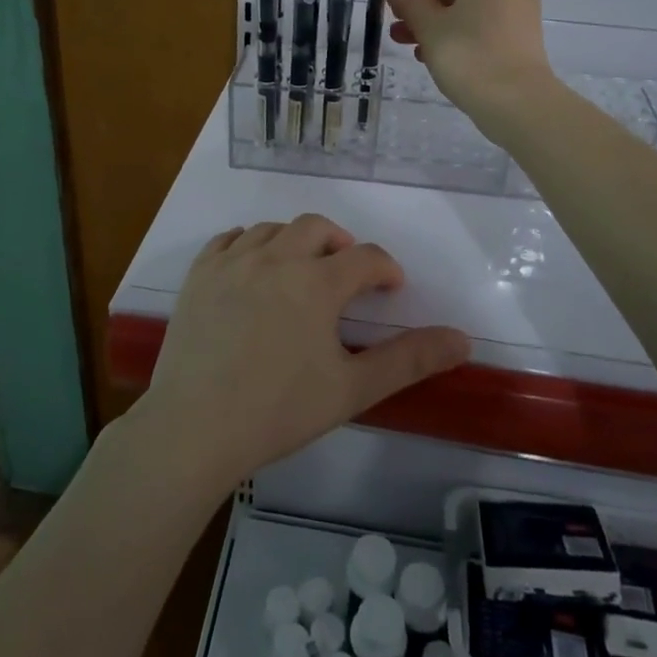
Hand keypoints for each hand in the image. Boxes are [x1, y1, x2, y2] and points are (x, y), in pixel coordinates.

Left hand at [131, 216, 469, 494]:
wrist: (194, 428)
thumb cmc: (279, 411)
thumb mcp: (352, 389)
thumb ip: (409, 359)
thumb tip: (462, 339)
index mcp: (316, 282)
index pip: (364, 257)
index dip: (385, 268)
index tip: (392, 287)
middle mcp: (275, 258)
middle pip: (316, 227)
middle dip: (340, 243)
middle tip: (347, 272)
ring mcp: (231, 262)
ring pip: (272, 229)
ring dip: (295, 240)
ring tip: (302, 269)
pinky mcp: (199, 275)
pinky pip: (228, 239)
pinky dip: (249, 243)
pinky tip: (253, 266)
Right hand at [383, 0, 556, 136]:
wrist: (519, 105)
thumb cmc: (470, 57)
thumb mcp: (430, 26)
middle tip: (396, 15)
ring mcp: (519, 12)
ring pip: (469, 5)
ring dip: (435, 18)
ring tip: (404, 41)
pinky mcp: (520, 39)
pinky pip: (482, 23)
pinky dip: (456, 31)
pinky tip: (432, 54)